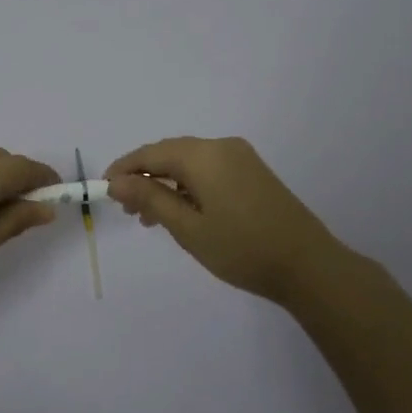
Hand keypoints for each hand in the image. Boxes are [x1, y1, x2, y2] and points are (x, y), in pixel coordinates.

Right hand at [106, 136, 341, 304]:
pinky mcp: (253, 173)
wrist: (307, 265)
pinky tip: (181, 212)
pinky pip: (209, 171)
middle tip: (127, 210)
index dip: (124, 169)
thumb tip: (116, 181)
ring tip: (149, 218)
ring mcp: (241, 158)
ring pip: (190, 163)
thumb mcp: (187, 227)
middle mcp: (222, 147)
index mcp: (204, 155)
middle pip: (170, 153)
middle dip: (145, 177)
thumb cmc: (241, 248)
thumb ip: (150, 198)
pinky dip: (188, 186)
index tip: (104, 190)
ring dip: (166, 184)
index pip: (151, 153)